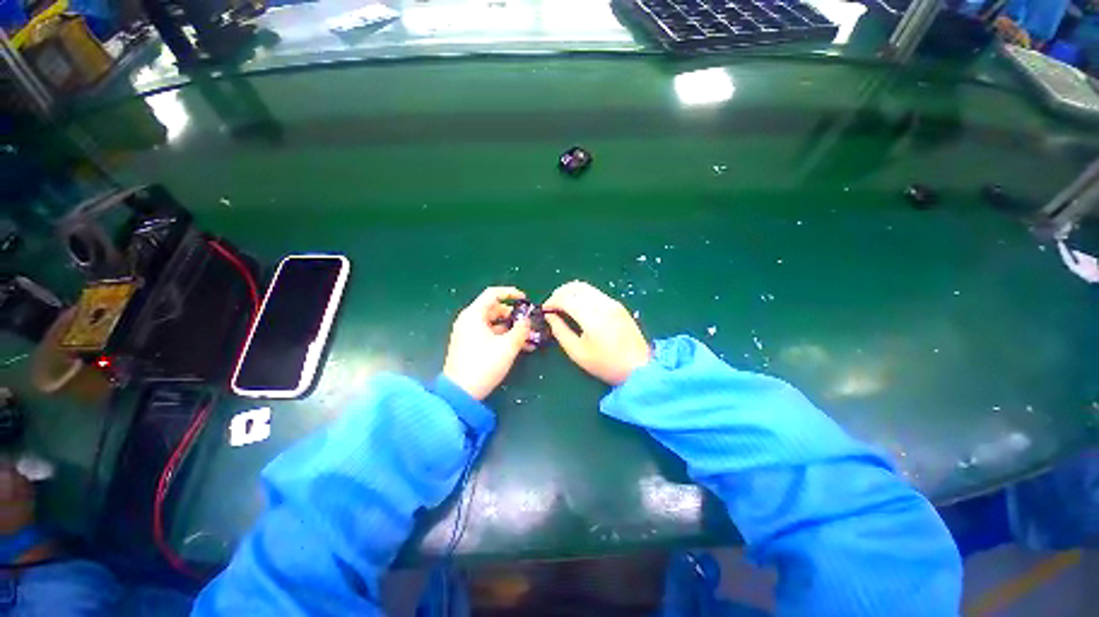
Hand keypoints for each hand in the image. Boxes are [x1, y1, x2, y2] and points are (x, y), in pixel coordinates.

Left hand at [443, 286, 531, 399]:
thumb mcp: (507, 346)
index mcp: (474, 315)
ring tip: (528, 338)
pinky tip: (519, 347)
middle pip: (494, 309)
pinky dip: (503, 337)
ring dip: (511, 329)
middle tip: (528, 323)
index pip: (492, 294)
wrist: (460, 393)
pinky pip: (489, 335)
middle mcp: (469, 321)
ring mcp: (468, 334)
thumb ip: (521, 330)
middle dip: (513, 315)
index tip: (525, 299)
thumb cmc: (484, 365)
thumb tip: (527, 320)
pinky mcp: (470, 346)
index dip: (510, 293)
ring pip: (494, 324)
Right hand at [543, 281, 650, 384]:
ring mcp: (612, 302)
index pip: (566, 298)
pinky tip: (578, 307)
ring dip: (570, 292)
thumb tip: (550, 316)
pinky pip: (594, 292)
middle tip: (551, 306)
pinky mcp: (617, 304)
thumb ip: (560, 331)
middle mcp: (602, 303)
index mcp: (591, 316)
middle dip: (559, 293)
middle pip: (575, 287)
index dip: (552, 301)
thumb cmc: (606, 364)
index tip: (544, 310)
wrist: (640, 367)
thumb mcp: (578, 352)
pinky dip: (581, 294)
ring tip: (562, 305)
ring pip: (585, 287)